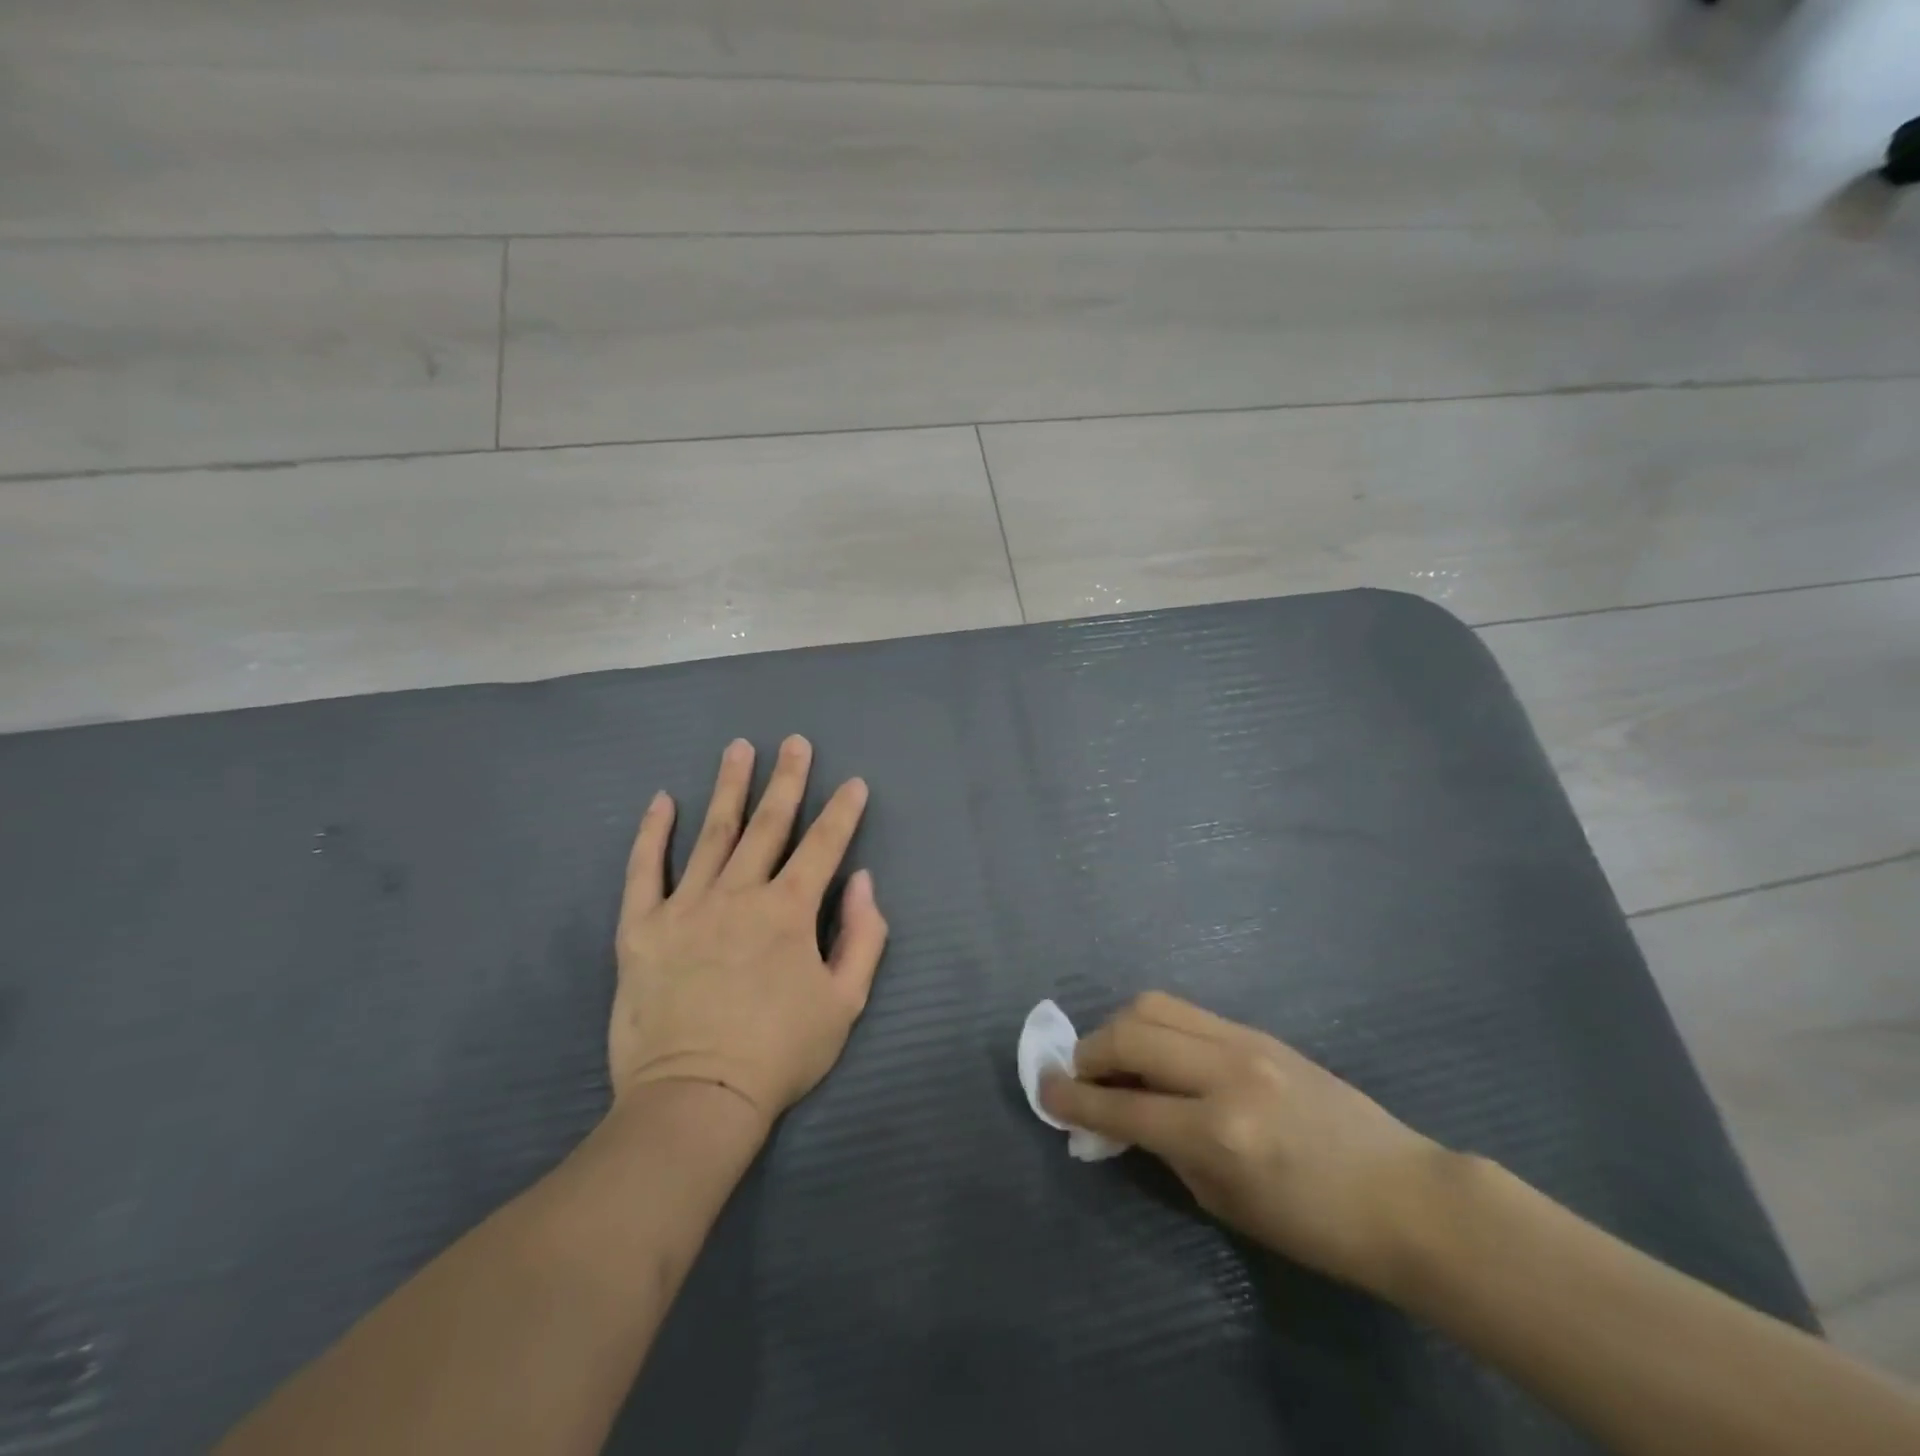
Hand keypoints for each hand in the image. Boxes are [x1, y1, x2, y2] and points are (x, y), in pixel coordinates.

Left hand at [610, 736, 887, 1130]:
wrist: (696, 1100)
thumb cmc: (780, 1054)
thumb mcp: (845, 1002)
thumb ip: (863, 936)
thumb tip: (863, 880)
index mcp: (789, 911)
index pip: (823, 846)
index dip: (842, 812)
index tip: (853, 783)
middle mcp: (739, 894)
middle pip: (768, 824)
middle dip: (787, 780)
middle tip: (795, 742)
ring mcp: (685, 906)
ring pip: (712, 833)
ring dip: (728, 788)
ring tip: (738, 748)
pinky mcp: (641, 928)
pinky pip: (644, 870)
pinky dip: (652, 833)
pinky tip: (661, 800)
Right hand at [1041, 992, 1444, 1294]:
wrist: (1405, 1197)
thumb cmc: (1317, 1227)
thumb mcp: (1226, 1203)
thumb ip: (1164, 1151)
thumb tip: (1120, 1116)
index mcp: (1217, 1133)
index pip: (1121, 1106)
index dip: (1073, 1099)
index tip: (1042, 1091)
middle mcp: (1225, 1074)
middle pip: (1129, 1034)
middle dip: (1088, 1051)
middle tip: (1079, 1075)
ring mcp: (1244, 1042)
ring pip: (1154, 1005)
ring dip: (1118, 1026)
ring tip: (1115, 1056)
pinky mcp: (1258, 1031)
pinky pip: (1187, 1012)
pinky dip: (1156, 1025)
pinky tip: (1159, 1053)